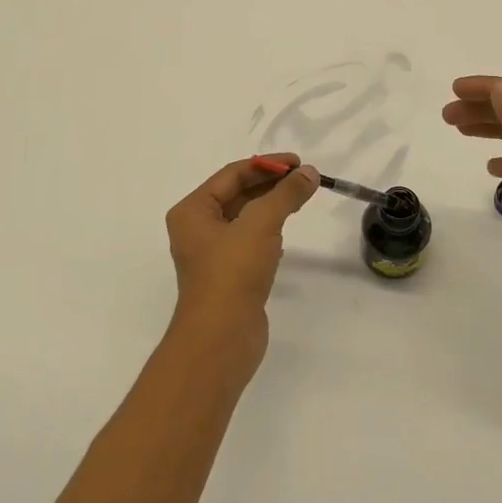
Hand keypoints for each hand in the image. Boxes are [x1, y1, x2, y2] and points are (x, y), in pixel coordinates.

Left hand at [166, 154, 318, 336]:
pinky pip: (250, 241)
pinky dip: (268, 231)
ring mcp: (212, 254)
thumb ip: (286, 194)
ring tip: (299, 199)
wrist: (221, 340)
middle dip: (270, 184)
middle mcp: (197, 228)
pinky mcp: (229, 275)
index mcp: (193, 211)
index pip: (232, 174)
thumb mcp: (261, 224)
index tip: (298, 162)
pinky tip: (285, 234)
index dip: (266, 164)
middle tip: (304, 178)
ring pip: (245, 218)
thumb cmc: (232, 273)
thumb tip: (309, 172)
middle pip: (238, 193)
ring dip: (271, 206)